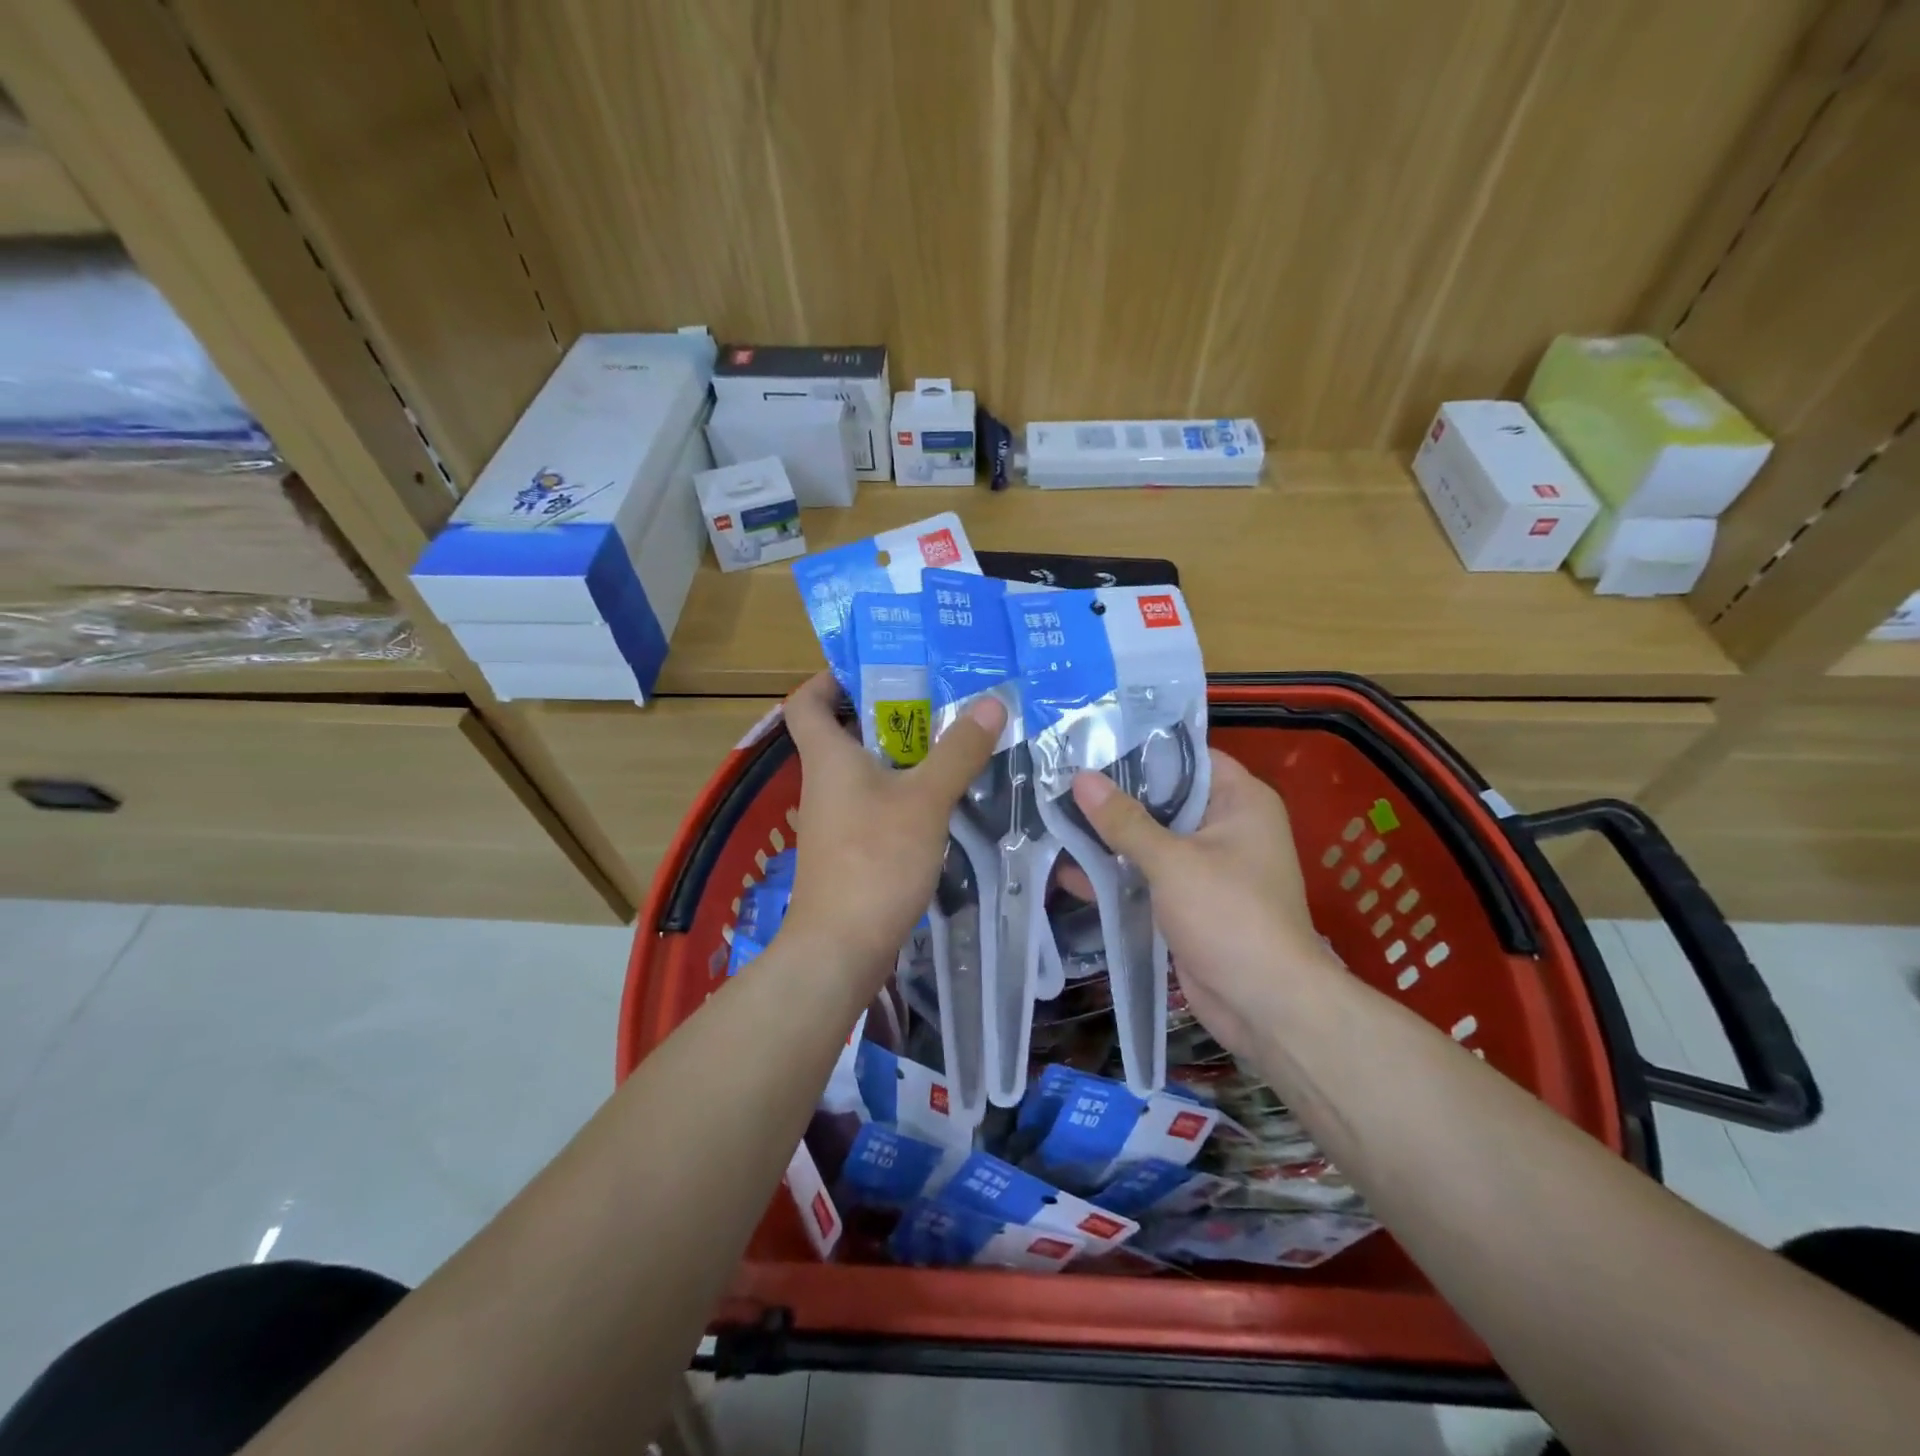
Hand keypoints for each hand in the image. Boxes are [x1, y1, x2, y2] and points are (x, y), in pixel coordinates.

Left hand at [782, 672, 1004, 984]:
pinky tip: (942, 794)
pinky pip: (876, 801)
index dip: (830, 677)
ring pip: (865, 768)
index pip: (806, 701)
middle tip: (937, 697)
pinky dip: (903, 789)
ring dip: (902, 751)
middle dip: (887, 710)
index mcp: (828, 756)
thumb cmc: (875, 861)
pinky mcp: (851, 847)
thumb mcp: (926, 800)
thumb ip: (958, 750)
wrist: (841, 948)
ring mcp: (836, 817)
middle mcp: (825, 781)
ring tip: (951, 738)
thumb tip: (991, 700)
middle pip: (845, 730)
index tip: (876, 667)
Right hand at [1069, 752, 1339, 1057]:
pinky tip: (1067, 870)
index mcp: (1240, 802)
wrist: (1265, 1006)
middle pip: (1164, 798)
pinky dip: (1116, 875)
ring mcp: (1206, 867)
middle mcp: (1226, 827)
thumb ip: (1124, 820)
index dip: (1143, 748)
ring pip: (1151, 839)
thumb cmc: (1230, 916)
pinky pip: (1147, 876)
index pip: (1189, 757)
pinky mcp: (1188, 902)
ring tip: (1053, 817)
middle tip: (1061, 777)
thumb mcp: (1172, 861)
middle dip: (1115, 794)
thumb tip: (1081, 778)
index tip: (1093, 742)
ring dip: (1109, 837)